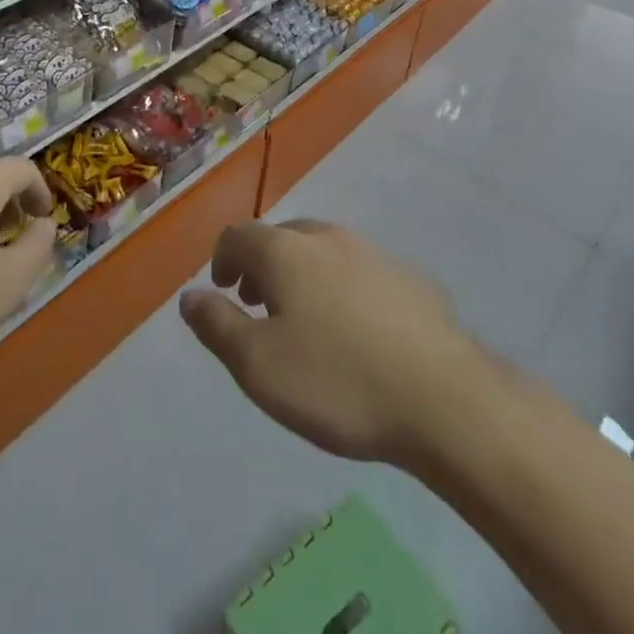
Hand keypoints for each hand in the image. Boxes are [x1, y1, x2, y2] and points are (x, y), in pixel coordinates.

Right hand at [181, 220, 483, 466]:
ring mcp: (374, 253)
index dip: (222, 258)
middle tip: (258, 304)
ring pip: (323, 251)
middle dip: (261, 265)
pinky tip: (357, 332)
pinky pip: (361, 272)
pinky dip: (343, 288)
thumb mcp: (258, 365)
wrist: (443, 399)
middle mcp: (327, 237)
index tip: (222, 291)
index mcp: (285, 250)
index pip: (238, 235)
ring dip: (302, 274)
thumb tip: (189, 296)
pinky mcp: (411, 279)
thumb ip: (217, 325)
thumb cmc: (336, 380)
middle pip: (281, 237)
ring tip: (304, 319)